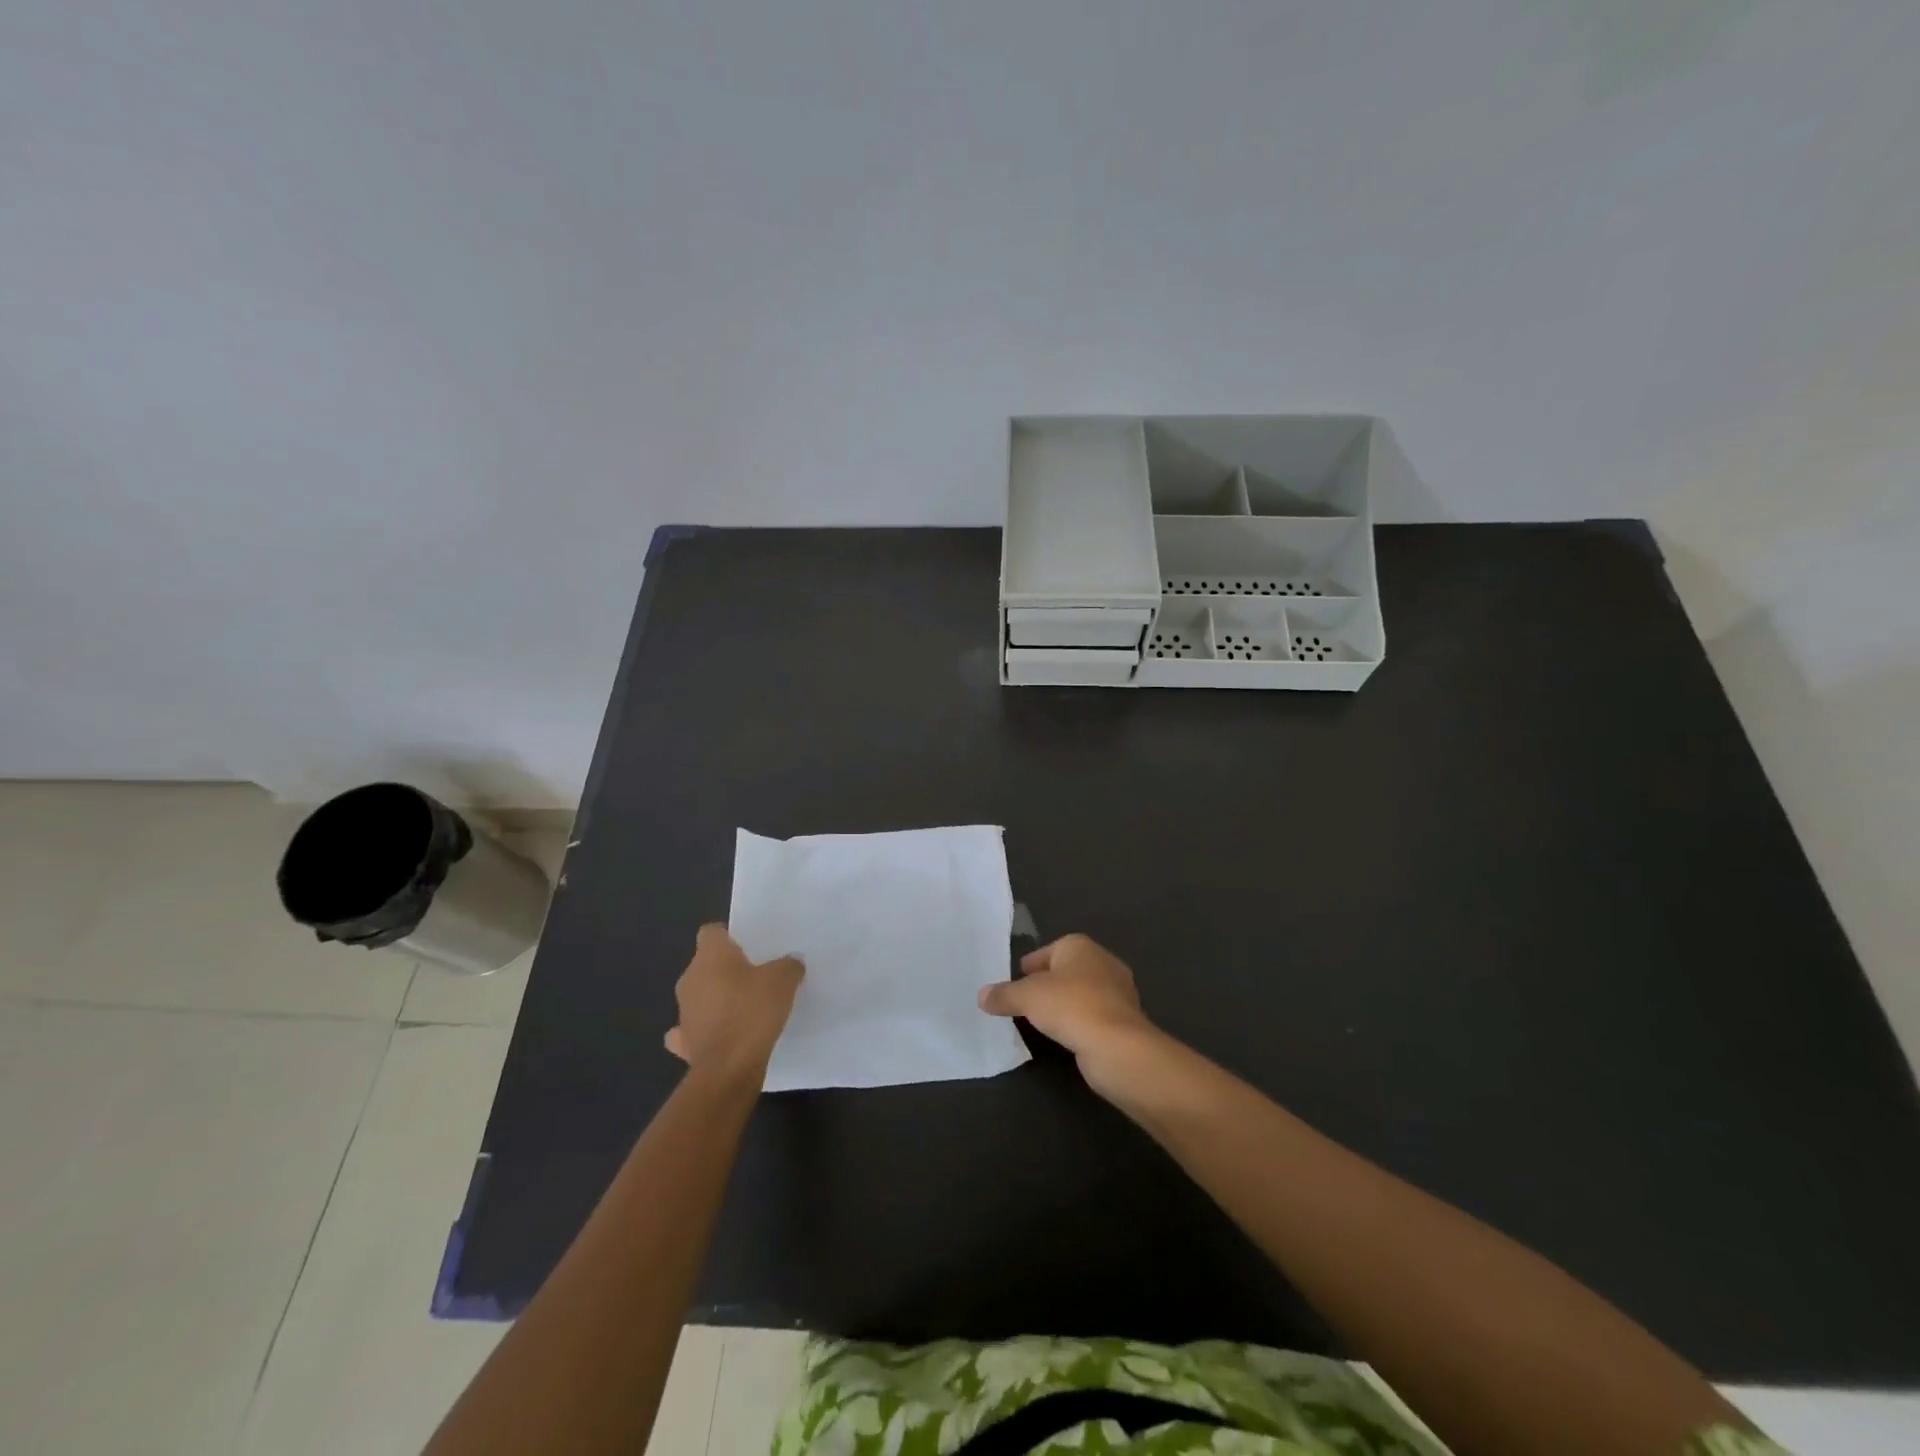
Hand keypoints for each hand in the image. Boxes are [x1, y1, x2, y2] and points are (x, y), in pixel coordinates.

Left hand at [664, 925, 803, 1089]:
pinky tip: (723, 1035)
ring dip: (716, 1000)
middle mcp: (690, 978)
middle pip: (705, 964)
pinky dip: (706, 1030)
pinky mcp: (684, 1043)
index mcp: (710, 956)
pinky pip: (693, 1030)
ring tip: (745, 1008)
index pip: (711, 932)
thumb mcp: (784, 980)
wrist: (728, 1068)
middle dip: (726, 970)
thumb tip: (790, 962)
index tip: (749, 946)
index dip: (729, 936)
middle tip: (755, 977)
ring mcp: (683, 1012)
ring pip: (699, 996)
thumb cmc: (752, 1011)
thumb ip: (788, 965)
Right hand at [978, 934, 1159, 1098]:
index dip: (1031, 964)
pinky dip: (1079, 1021)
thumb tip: (981, 995)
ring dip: (1064, 1003)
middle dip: (1048, 983)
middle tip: (1025, 1000)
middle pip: (1067, 970)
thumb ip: (1003, 995)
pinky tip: (1065, 1035)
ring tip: (1042, 1020)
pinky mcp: (1124, 1019)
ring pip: (1082, 992)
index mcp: (1080, 946)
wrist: (1117, 1045)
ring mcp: (1118, 991)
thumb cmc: (1069, 1006)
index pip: (1049, 950)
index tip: (1016, 980)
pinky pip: (1093, 1014)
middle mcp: (1102, 961)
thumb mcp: (1026, 998)